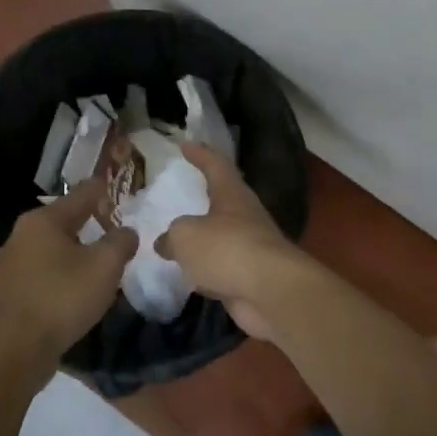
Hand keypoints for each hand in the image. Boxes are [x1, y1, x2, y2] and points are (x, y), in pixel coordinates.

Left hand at [0, 181, 137, 376]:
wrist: (16, 352)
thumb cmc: (62, 299)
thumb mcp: (105, 266)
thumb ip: (121, 241)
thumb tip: (125, 232)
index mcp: (42, 220)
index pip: (81, 195)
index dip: (102, 189)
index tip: (116, 186)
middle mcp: (19, 235)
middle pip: (63, 221)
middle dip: (88, 223)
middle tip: (112, 230)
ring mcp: (6, 264)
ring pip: (49, 248)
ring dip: (72, 252)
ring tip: (94, 263)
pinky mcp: (4, 292)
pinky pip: (38, 273)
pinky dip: (57, 275)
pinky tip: (69, 290)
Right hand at [157, 144, 303, 341]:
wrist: (270, 291)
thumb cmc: (227, 249)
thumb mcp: (186, 236)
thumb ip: (171, 237)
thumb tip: (165, 244)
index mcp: (232, 195)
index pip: (216, 165)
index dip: (201, 154)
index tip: (186, 144)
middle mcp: (245, 215)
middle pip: (224, 199)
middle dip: (205, 195)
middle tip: (184, 192)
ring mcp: (251, 247)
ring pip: (222, 235)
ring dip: (204, 236)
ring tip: (180, 237)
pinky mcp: (251, 275)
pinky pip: (222, 266)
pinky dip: (207, 268)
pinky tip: (191, 275)